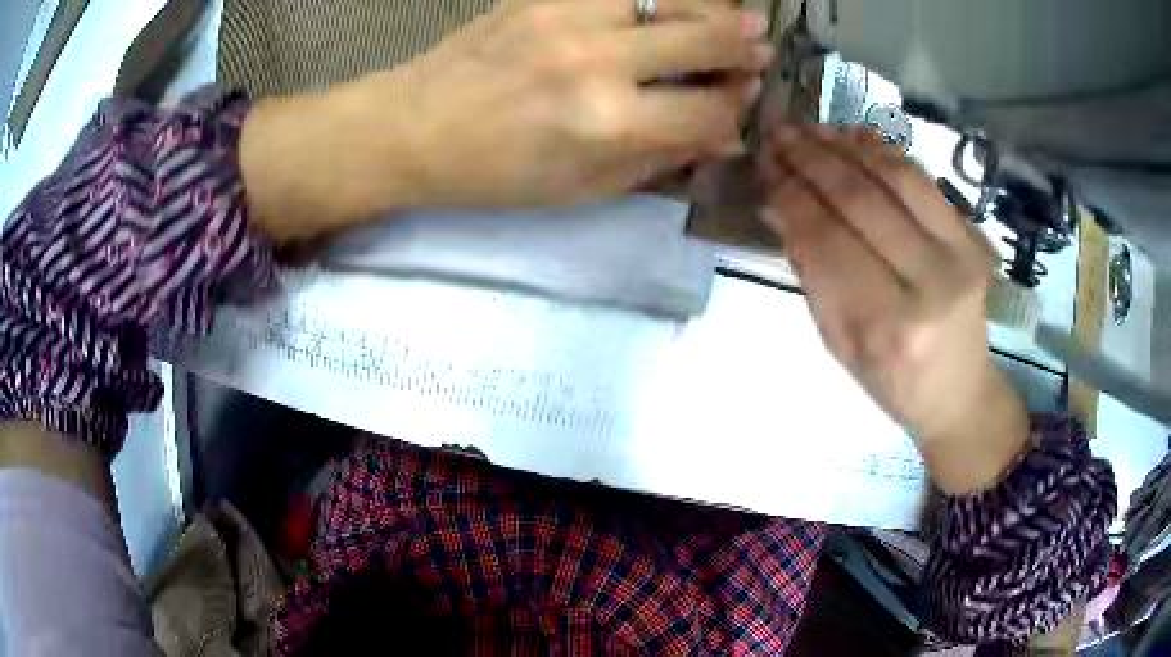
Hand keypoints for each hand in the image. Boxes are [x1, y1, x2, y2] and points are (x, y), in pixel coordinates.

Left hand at [356, 0, 771, 206]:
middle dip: (744, 44)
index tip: (743, 101)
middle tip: (759, 43)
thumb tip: (724, 135)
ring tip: (725, 16)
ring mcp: (570, 16)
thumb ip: (662, 159)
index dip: (737, 106)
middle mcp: (599, 61)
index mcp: (609, 124)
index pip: (710, 108)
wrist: (417, 127)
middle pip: (705, 37)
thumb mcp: (584, 188)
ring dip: (709, 5)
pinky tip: (662, 6)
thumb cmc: (498, 173)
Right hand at [758, 125, 1029, 493]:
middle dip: (811, 159)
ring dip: (845, 145)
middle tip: (777, 134)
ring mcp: (958, 257)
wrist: (959, 393)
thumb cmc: (892, 382)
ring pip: (895, 178)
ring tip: (810, 128)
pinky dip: (885, 151)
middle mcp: (927, 285)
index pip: (826, 241)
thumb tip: (781, 206)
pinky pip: (924, 180)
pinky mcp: (972, 240)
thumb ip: (812, 273)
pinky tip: (853, 136)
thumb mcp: (838, 344)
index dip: (790, 194)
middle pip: (860, 200)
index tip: (763, 165)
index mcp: (884, 326)